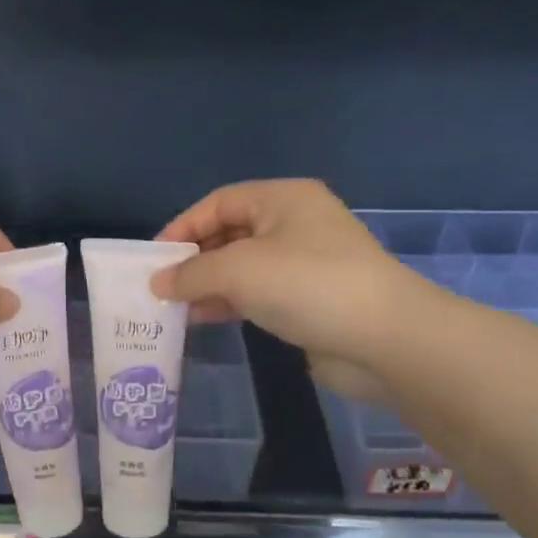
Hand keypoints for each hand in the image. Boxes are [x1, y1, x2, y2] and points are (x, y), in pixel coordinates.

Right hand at [153, 180, 414, 398]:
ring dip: (208, 285)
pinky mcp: (310, 299)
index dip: (183, 227)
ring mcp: (305, 263)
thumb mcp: (237, 270)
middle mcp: (295, 223)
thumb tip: (157, 282)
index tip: (154, 259)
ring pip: (243, 267)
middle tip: (161, 286)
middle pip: (230, 233)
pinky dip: (230, 302)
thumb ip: (191, 274)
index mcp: (283, 198)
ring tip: (175, 308)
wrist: (384, 339)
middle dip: (194, 259)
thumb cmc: (306, 285)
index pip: (219, 203)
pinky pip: (259, 293)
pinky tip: (204, 319)